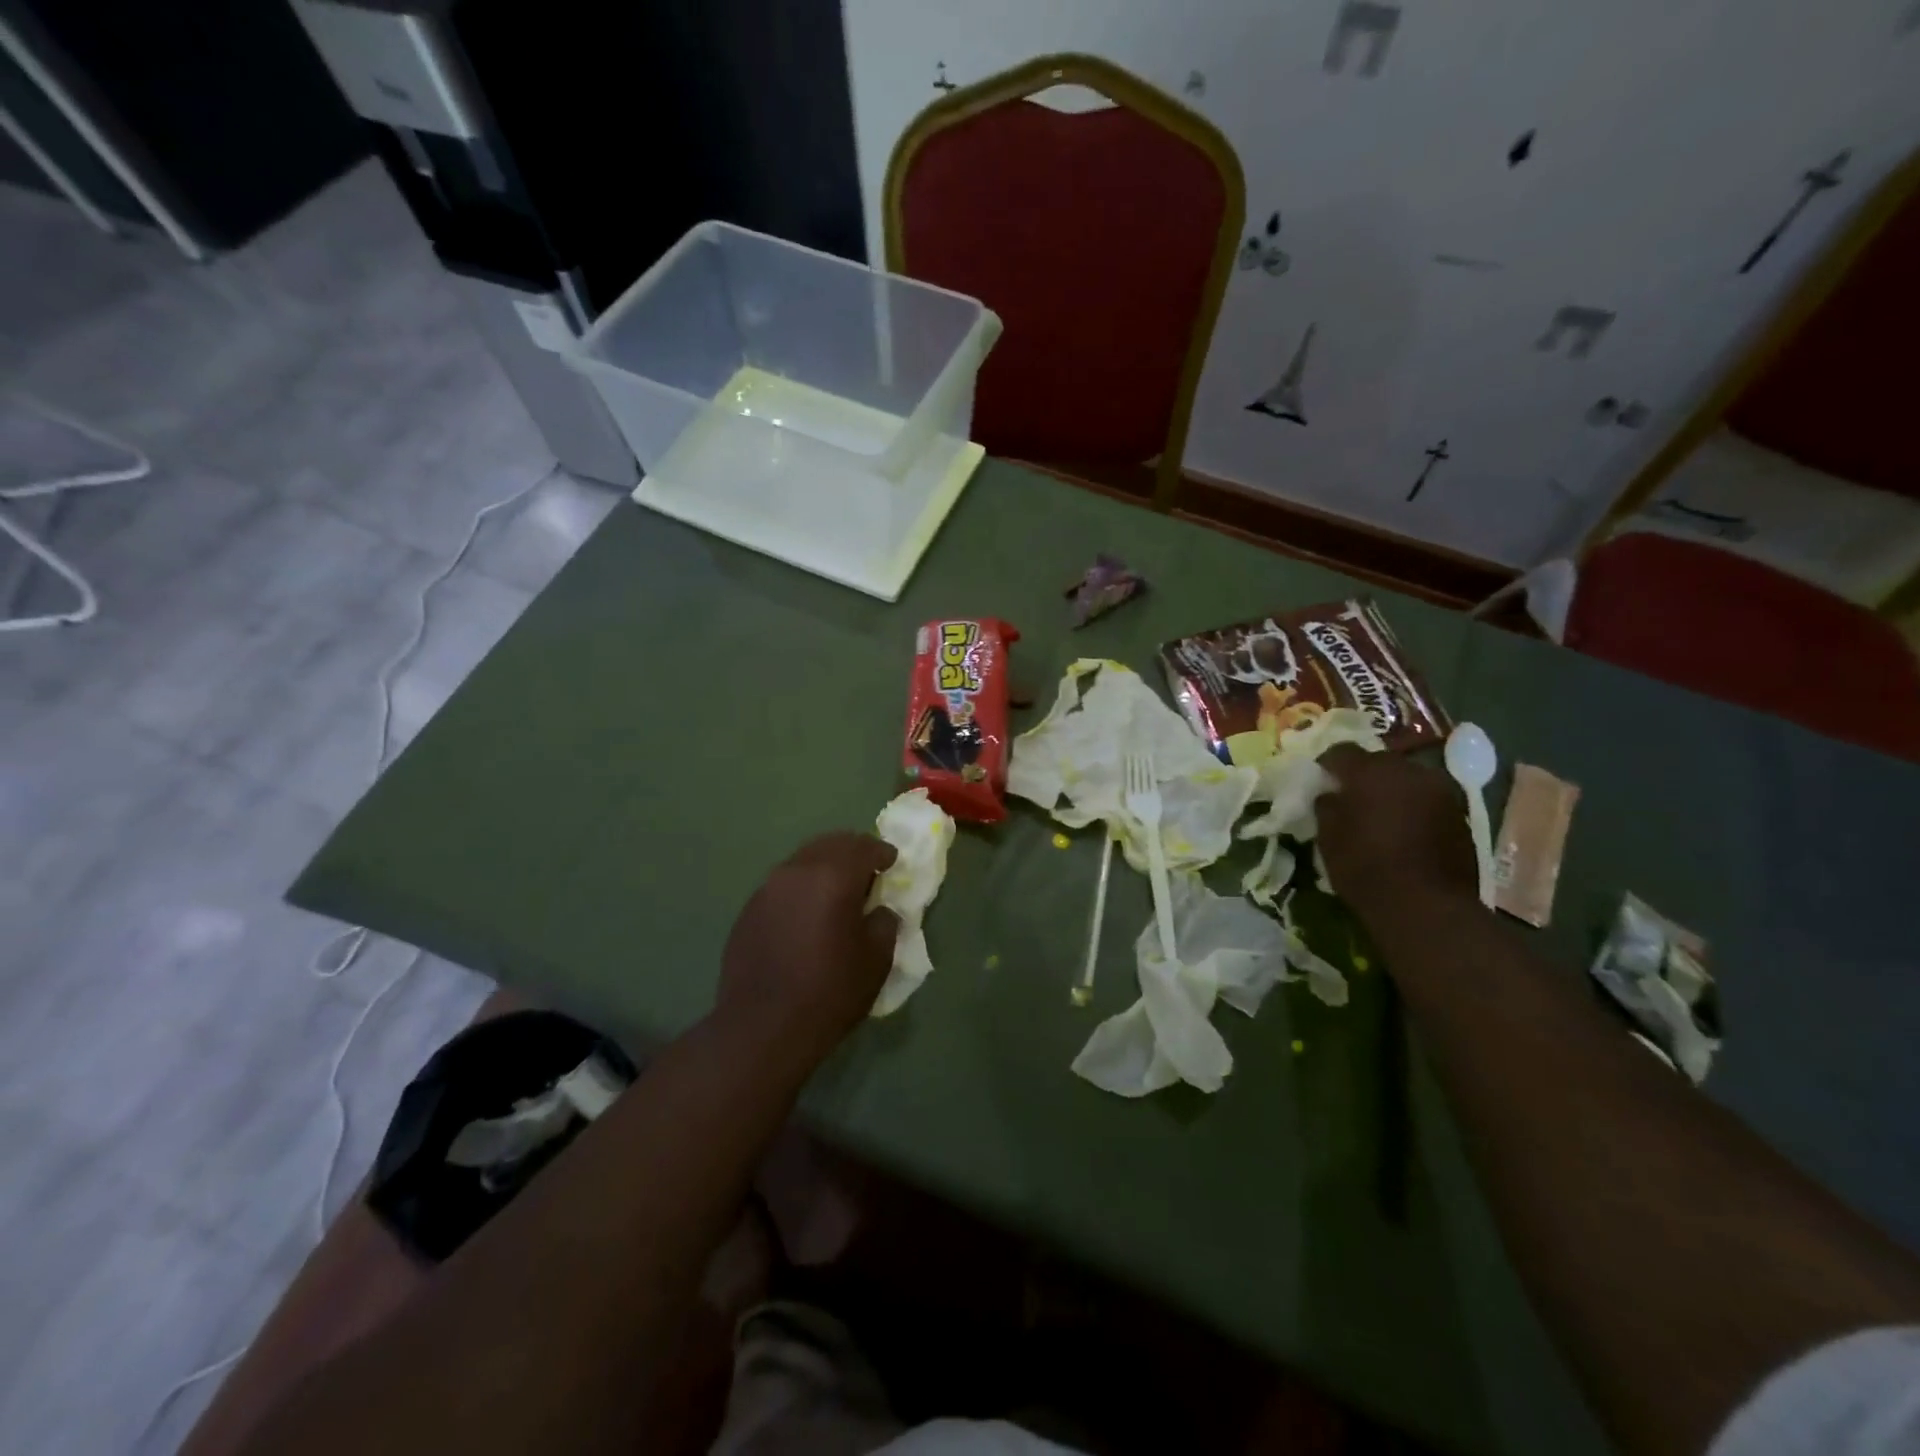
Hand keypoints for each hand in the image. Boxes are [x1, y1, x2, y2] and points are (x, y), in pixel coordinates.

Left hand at [713, 833, 898, 1068]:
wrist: (762, 1029)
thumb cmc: (829, 992)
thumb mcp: (876, 960)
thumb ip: (885, 923)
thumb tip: (878, 910)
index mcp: (832, 876)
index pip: (863, 847)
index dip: (882, 852)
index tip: (892, 862)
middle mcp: (796, 871)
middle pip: (829, 844)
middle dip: (852, 852)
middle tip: (868, 871)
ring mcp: (766, 890)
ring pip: (802, 862)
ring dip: (824, 868)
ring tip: (837, 892)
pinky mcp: (748, 911)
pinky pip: (782, 886)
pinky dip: (801, 889)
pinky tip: (806, 916)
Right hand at [1317, 745, 1478, 918]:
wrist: (1427, 906)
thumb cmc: (1366, 867)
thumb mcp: (1328, 837)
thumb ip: (1327, 806)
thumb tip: (1330, 794)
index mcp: (1372, 771)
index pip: (1341, 751)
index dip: (1327, 764)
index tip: (1319, 780)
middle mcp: (1409, 771)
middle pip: (1379, 762)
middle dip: (1362, 776)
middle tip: (1349, 797)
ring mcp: (1440, 791)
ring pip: (1406, 779)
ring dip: (1390, 791)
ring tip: (1377, 814)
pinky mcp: (1459, 814)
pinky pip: (1426, 799)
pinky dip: (1412, 807)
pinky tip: (1402, 830)